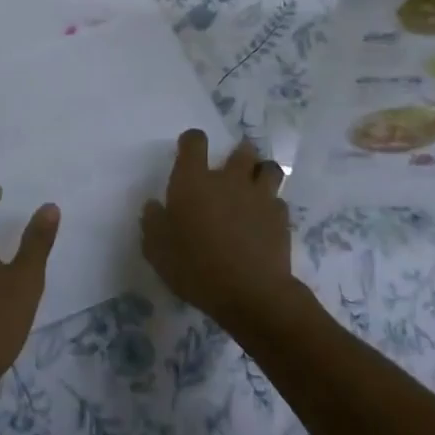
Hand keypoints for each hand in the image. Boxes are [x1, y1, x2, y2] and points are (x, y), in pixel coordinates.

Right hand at [142, 130, 297, 331]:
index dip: (192, 142)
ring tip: (254, 186)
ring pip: (269, 169)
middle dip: (237, 154)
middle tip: (229, 171)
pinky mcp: (281, 217)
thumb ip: (153, 223)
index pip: (194, 142)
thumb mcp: (157, 250)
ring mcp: (259, 196)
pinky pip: (278, 201)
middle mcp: (228, 179)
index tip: (189, 151)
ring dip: (261, 172)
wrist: (250, 292)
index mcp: (193, 181)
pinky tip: (264, 220)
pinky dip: (272, 206)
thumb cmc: (195, 267)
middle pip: (241, 150)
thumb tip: (155, 206)